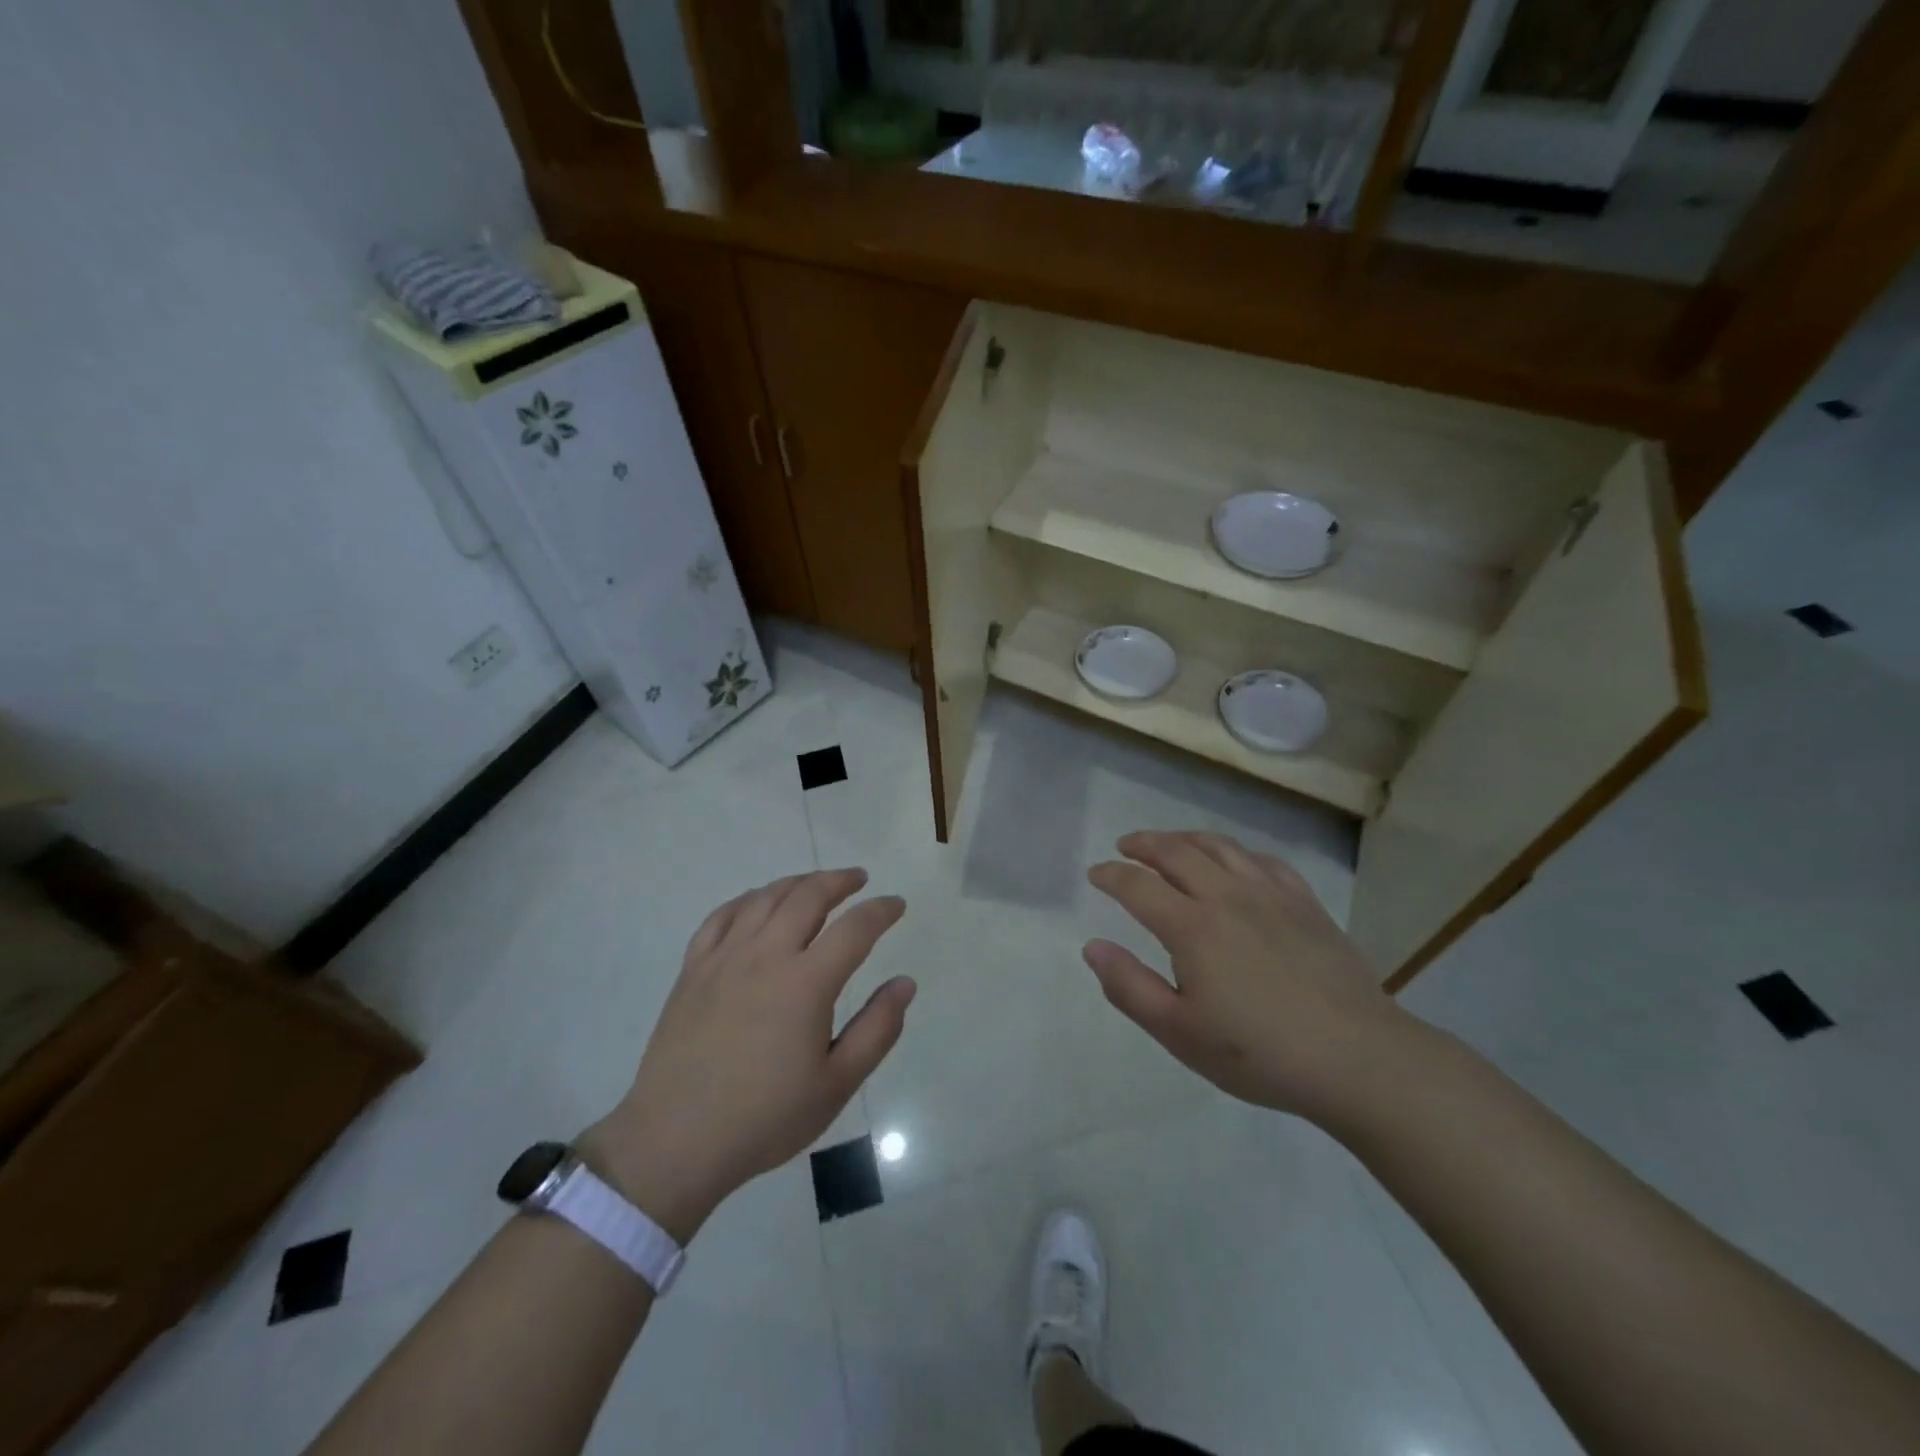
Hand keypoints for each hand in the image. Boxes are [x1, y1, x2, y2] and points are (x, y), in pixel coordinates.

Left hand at [581, 869, 913, 1241]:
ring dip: (797, 882)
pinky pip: (721, 916)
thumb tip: (905, 983)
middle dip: (839, 881)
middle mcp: (766, 956)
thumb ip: (877, 1029)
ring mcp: (724, 958)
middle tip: (858, 879)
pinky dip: (747, 900)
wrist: (675, 1141)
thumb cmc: (765, 1118)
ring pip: (765, 899)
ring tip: (815, 883)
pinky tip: (757, 903)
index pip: (855, 929)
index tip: (896, 904)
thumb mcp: (836, 1084)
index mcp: (806, 983)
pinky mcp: (693, 969)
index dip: (881, 910)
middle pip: (808, 897)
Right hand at [1083, 831, 1415, 1126]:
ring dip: (1185, 839)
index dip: (1111, 875)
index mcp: (1192, 927)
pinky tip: (1234, 862)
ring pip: (1220, 846)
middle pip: (1177, 852)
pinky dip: (1236, 852)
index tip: (1095, 874)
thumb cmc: (1259, 1053)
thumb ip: (1130, 987)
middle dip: (1144, 844)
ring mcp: (1271, 895)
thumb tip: (1093, 947)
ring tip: (1170, 843)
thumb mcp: (1179, 1033)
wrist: (1357, 1058)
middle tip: (1126, 846)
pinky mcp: (1305, 903)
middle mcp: (1227, 896)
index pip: (1138, 885)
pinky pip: (1263, 860)